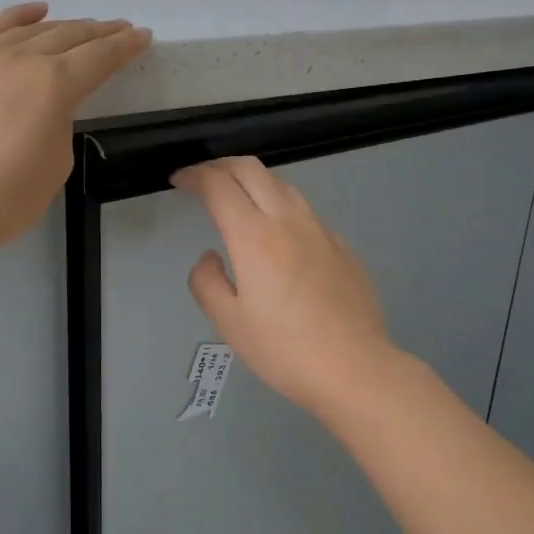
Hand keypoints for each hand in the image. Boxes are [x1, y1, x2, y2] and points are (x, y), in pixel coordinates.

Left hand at [0, 3, 150, 266]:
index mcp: (54, 84)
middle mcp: (21, 58)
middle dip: (100, 32)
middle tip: (120, 30)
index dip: (125, 47)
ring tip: (85, 27)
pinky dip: (18, 16)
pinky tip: (36, 11)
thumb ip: (59, 123)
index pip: (100, 57)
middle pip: (69, 36)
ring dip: (64, 25)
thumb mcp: (55, 164)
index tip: (143, 36)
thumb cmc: (2, 200)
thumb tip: (47, 108)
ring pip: (33, 29)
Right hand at [174, 157, 397, 416]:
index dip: (193, 176)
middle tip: (202, 179)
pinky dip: (279, 205)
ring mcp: (320, 230)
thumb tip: (210, 257)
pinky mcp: (340, 245)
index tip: (178, 181)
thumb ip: (207, 282)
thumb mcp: (229, 323)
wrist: (355, 368)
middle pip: (251, 169)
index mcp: (254, 236)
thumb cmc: (284, 350)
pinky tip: (277, 234)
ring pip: (282, 185)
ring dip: (252, 181)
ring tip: (236, 199)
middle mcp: (288, 220)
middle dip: (221, 166)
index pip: (218, 185)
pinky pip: (303, 210)